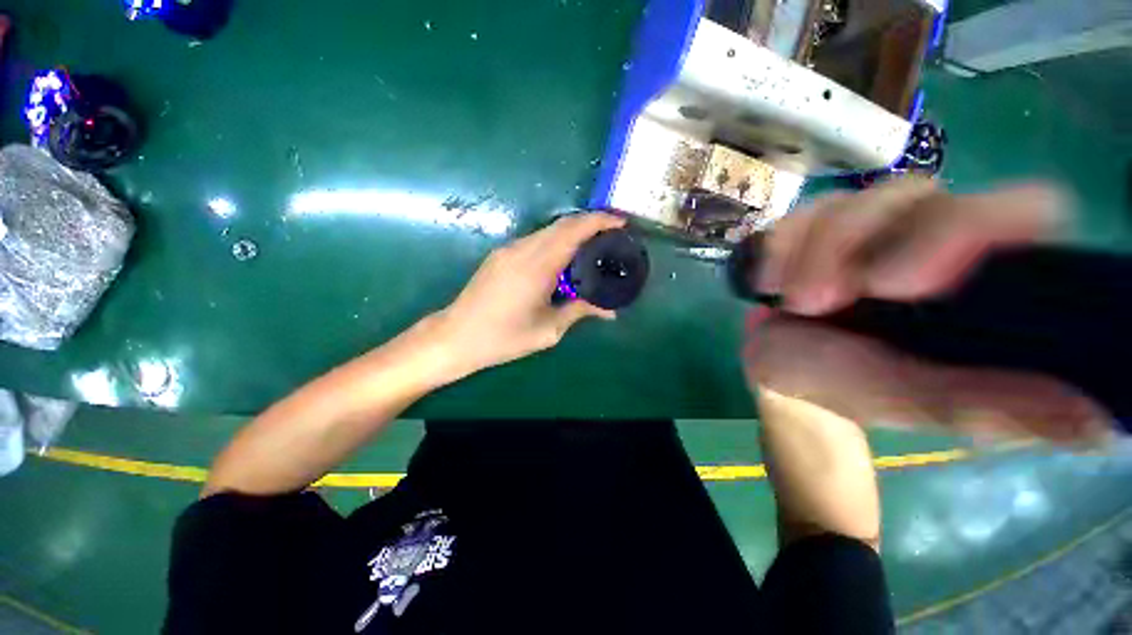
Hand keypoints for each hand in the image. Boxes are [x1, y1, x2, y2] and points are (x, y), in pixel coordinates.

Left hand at [429, 213, 623, 379]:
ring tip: (592, 246)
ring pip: (547, 230)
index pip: (573, 231)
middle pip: (562, 224)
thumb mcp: (548, 330)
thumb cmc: (503, 338)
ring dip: (572, 232)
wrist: (456, 337)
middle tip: (612, 235)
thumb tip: (610, 311)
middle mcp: (523, 249)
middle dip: (590, 223)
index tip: (621, 222)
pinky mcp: (500, 255)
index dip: (599, 221)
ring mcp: (509, 250)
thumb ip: (579, 312)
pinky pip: (535, 240)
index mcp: (537, 266)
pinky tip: (564, 258)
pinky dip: (555, 241)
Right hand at [744, 178, 1112, 444]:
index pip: (1021, 208)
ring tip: (792, 303)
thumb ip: (994, 404)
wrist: (784, 372)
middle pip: (916, 194)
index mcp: (983, 276)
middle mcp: (934, 235)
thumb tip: (1101, 419)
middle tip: (815, 302)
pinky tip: (766, 282)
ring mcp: (869, 227)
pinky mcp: (814, 229)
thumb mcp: (919, 402)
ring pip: (848, 202)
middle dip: (854, 247)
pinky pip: (797, 216)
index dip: (974, 226)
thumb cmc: (854, 388)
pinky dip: (777, 247)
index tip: (905, 285)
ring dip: (810, 254)